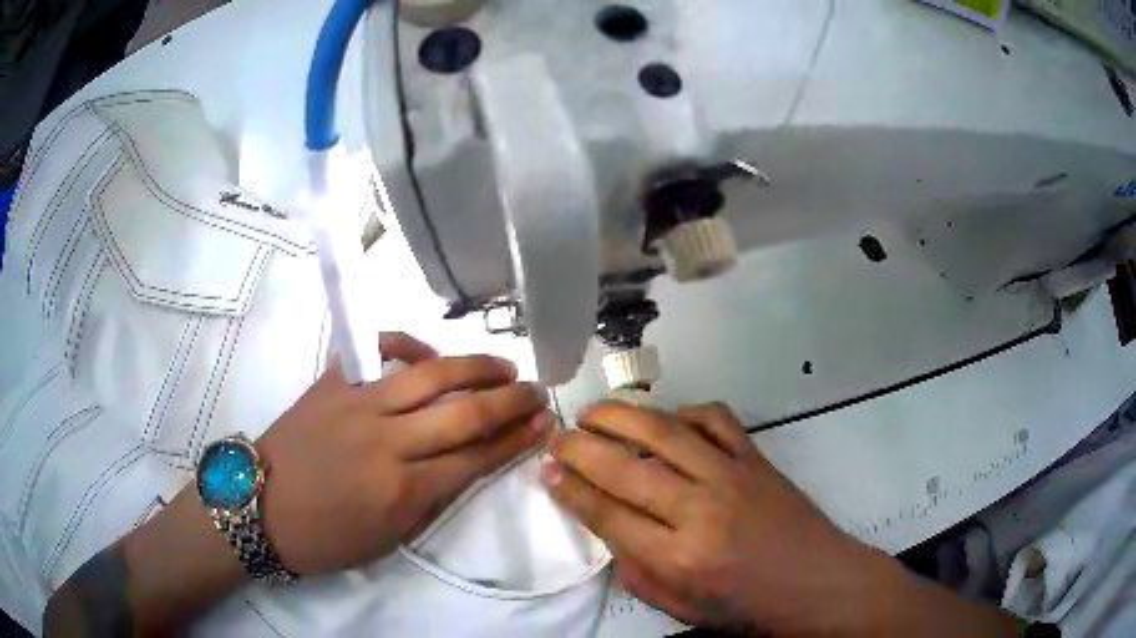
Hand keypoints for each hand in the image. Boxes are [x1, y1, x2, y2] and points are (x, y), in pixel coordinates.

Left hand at [255, 332, 552, 575]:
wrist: (260, 506)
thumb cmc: (325, 537)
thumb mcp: (387, 538)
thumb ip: (429, 501)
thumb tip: (462, 466)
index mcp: (403, 490)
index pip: (476, 458)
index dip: (515, 440)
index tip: (542, 424)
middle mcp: (387, 441)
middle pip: (465, 413)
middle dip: (511, 400)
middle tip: (536, 390)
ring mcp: (358, 405)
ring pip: (430, 375)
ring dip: (474, 367)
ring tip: (502, 366)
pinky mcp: (333, 383)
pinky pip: (377, 350)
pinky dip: (407, 344)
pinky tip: (427, 352)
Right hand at [539, 402, 932, 634]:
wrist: (820, 584)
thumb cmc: (749, 608)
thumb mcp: (682, 609)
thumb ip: (637, 571)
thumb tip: (607, 528)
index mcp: (679, 558)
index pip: (606, 514)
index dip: (569, 489)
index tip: (545, 470)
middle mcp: (700, 510)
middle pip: (624, 467)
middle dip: (579, 447)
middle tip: (556, 437)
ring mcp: (732, 476)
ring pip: (664, 432)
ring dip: (620, 416)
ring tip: (592, 413)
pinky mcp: (757, 458)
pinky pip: (715, 419)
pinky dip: (683, 412)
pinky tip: (666, 420)